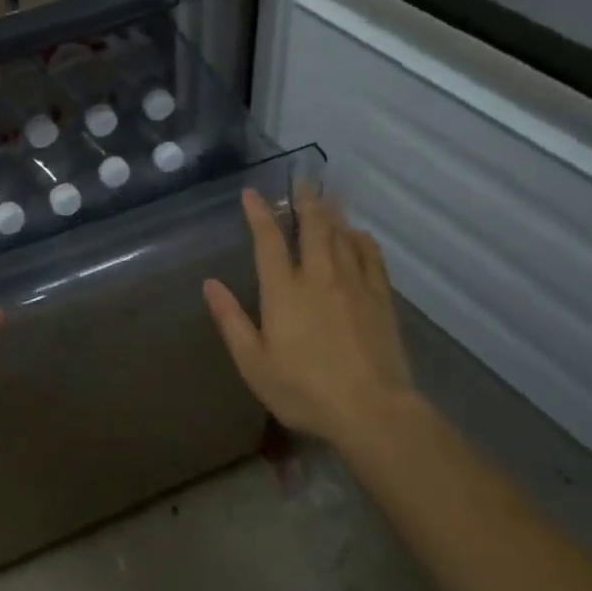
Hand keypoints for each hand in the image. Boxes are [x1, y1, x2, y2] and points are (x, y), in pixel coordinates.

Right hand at [203, 182, 415, 447]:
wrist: (373, 411)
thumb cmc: (304, 390)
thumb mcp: (254, 363)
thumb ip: (231, 320)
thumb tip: (210, 284)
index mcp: (284, 290)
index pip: (268, 240)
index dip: (259, 213)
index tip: (252, 193)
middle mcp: (318, 277)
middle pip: (313, 227)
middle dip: (306, 200)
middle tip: (303, 179)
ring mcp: (354, 285)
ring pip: (342, 236)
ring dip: (333, 213)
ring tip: (327, 196)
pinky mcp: (381, 299)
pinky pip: (372, 258)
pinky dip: (363, 240)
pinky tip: (359, 234)